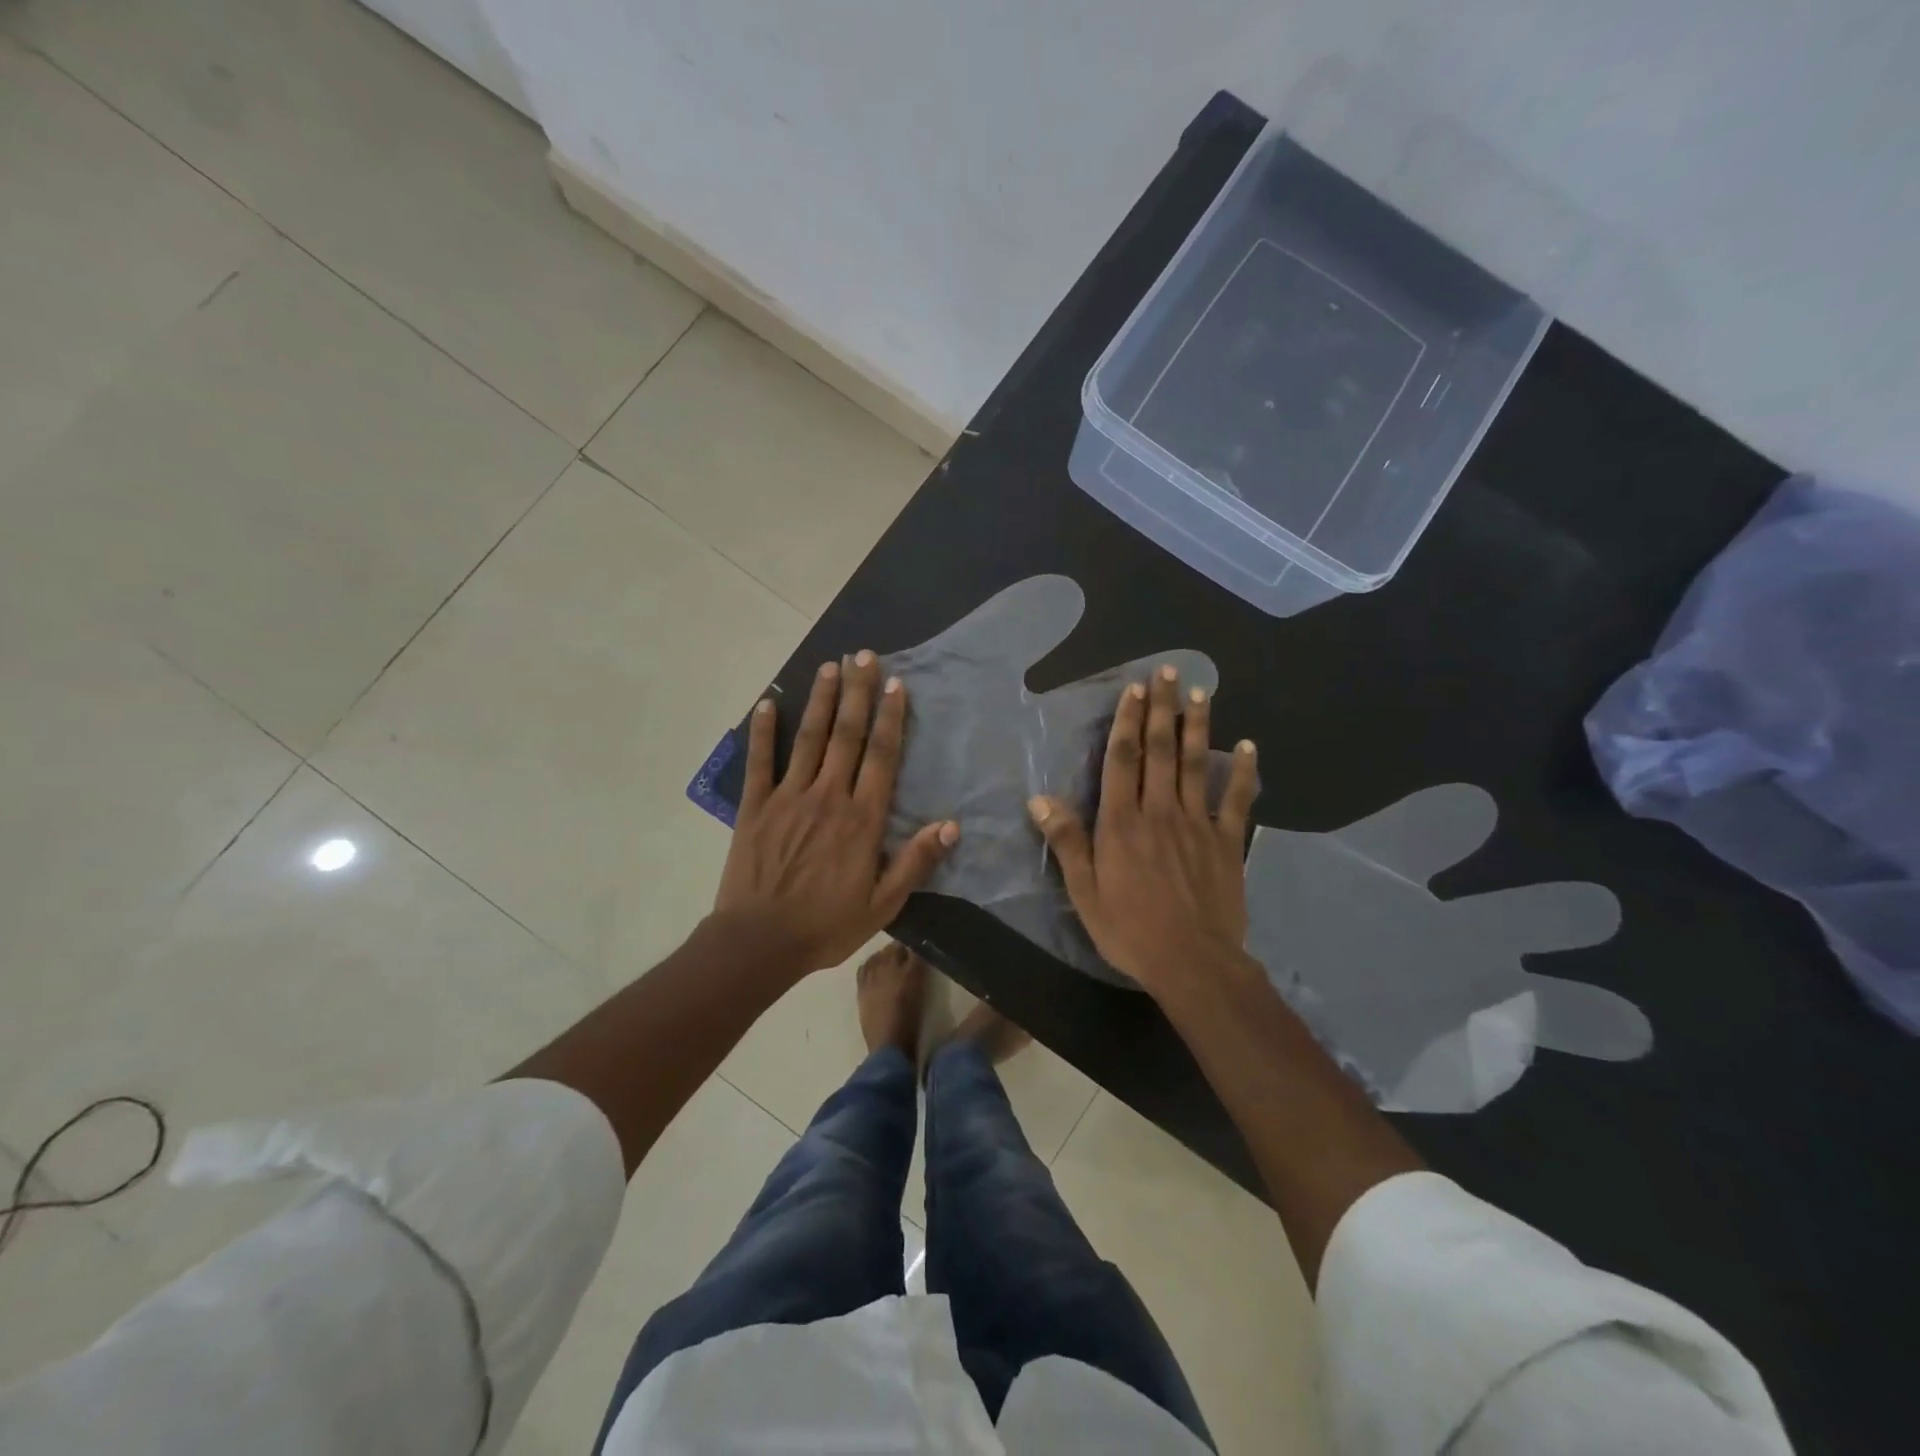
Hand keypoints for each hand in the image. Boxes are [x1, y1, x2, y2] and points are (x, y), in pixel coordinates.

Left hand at [713, 651, 958, 974]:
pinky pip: (760, 761)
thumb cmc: (826, 925)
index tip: (895, 683)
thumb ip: (915, 862)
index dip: (891, 717)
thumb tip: (950, 825)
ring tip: (830, 665)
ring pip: (808, 737)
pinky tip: (766, 702)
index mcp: (862, 818)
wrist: (759, 942)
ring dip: (820, 699)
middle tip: (864, 655)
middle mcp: (828, 796)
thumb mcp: (882, 904)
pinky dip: (762, 730)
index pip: (882, 756)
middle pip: (846, 734)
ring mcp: (788, 797)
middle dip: (857, 692)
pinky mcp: (755, 806)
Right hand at [1026, 665, 1258, 999]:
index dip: (1128, 721)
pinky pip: (1237, 800)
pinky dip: (1243, 772)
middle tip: (1167, 672)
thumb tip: (1040, 800)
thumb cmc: (1130, 929)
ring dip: (1197, 726)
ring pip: (1195, 765)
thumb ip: (1068, 842)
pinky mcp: (1227, 842)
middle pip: (1160, 750)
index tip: (1133, 689)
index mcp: (1122, 823)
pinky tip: (1248, 746)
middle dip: (1162, 709)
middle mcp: (1160, 811)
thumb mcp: (1084, 892)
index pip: (1124, 760)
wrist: (1193, 963)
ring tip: (1200, 692)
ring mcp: (1198, 824)